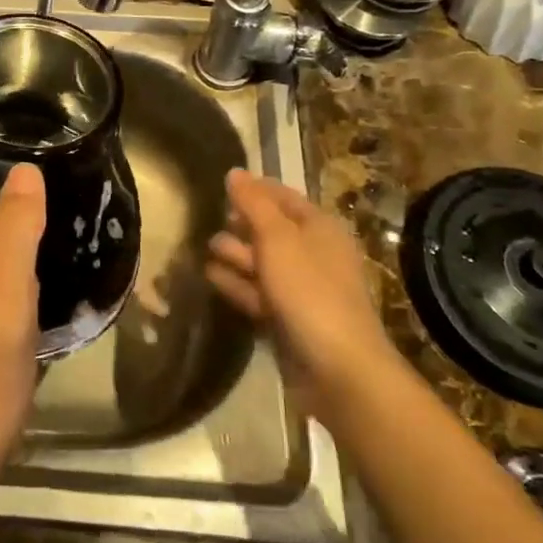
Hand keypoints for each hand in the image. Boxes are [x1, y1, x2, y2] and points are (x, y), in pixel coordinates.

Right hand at [204, 169, 395, 420]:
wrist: (338, 370)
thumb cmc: (309, 291)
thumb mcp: (278, 238)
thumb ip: (253, 203)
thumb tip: (234, 172)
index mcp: (320, 228)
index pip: (284, 197)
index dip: (255, 188)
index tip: (222, 183)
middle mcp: (313, 254)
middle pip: (271, 229)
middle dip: (240, 222)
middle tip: (206, 214)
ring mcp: (301, 289)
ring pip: (262, 262)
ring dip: (234, 253)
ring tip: (203, 245)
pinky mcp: (287, 319)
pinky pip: (257, 293)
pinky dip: (236, 283)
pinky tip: (210, 275)